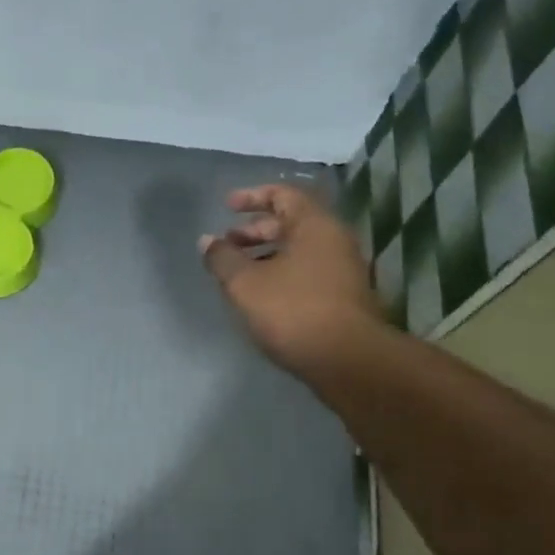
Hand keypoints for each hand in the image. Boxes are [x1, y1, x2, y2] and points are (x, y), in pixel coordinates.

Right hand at [199, 184, 381, 375]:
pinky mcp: (342, 297)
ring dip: (266, 255)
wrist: (347, 360)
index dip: (252, 196)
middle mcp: (334, 240)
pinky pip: (306, 272)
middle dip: (255, 230)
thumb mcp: (245, 284)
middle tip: (227, 244)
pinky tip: (261, 296)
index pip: (283, 194)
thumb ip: (223, 259)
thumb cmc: (293, 311)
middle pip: (291, 223)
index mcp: (314, 225)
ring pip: (298, 250)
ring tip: (238, 273)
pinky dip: (280, 273)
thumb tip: (207, 241)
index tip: (226, 207)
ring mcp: (342, 269)